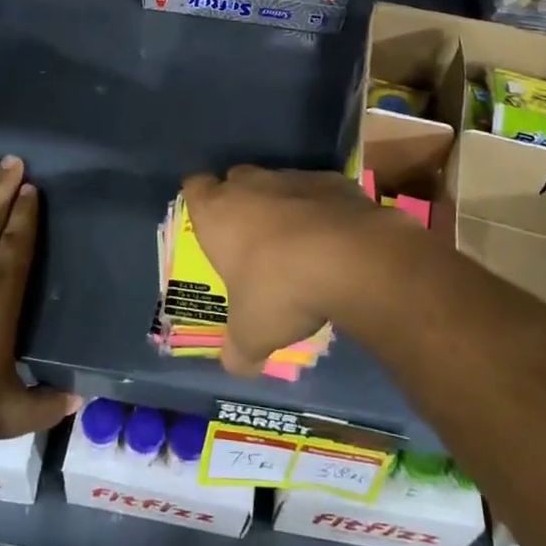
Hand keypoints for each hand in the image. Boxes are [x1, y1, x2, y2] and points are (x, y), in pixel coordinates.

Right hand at [181, 165, 402, 376]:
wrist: (351, 259)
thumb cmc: (281, 290)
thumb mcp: (252, 333)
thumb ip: (238, 350)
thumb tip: (236, 367)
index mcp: (217, 212)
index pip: (194, 188)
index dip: (200, 202)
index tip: (209, 224)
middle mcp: (250, 185)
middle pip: (235, 180)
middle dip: (240, 203)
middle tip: (251, 240)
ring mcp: (293, 178)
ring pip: (278, 183)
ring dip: (283, 206)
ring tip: (298, 244)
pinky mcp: (334, 180)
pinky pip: (319, 191)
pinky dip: (322, 208)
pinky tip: (335, 239)